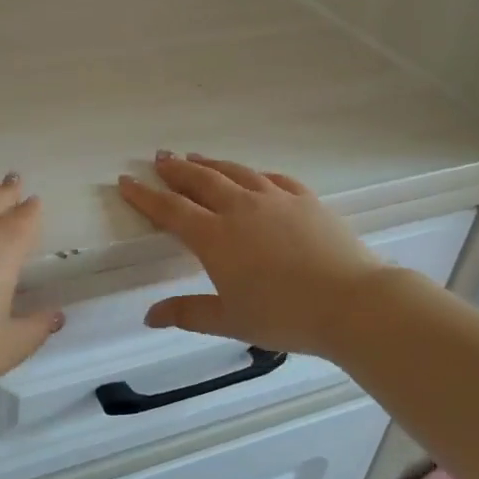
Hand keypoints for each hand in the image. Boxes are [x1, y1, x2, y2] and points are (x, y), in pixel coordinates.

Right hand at [117, 153, 387, 359]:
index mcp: (215, 237)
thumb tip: (149, 316)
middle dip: (176, 169)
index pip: (171, 209)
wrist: (352, 303)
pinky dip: (254, 174)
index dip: (145, 195)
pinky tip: (252, 175)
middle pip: (200, 181)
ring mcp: (275, 198)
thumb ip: (187, 313)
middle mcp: (240, 208)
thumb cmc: (285, 316)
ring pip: (235, 172)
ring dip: (211, 164)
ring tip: (196, 158)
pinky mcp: (305, 199)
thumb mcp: (230, 320)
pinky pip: (272, 178)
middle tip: (160, 158)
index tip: (126, 181)